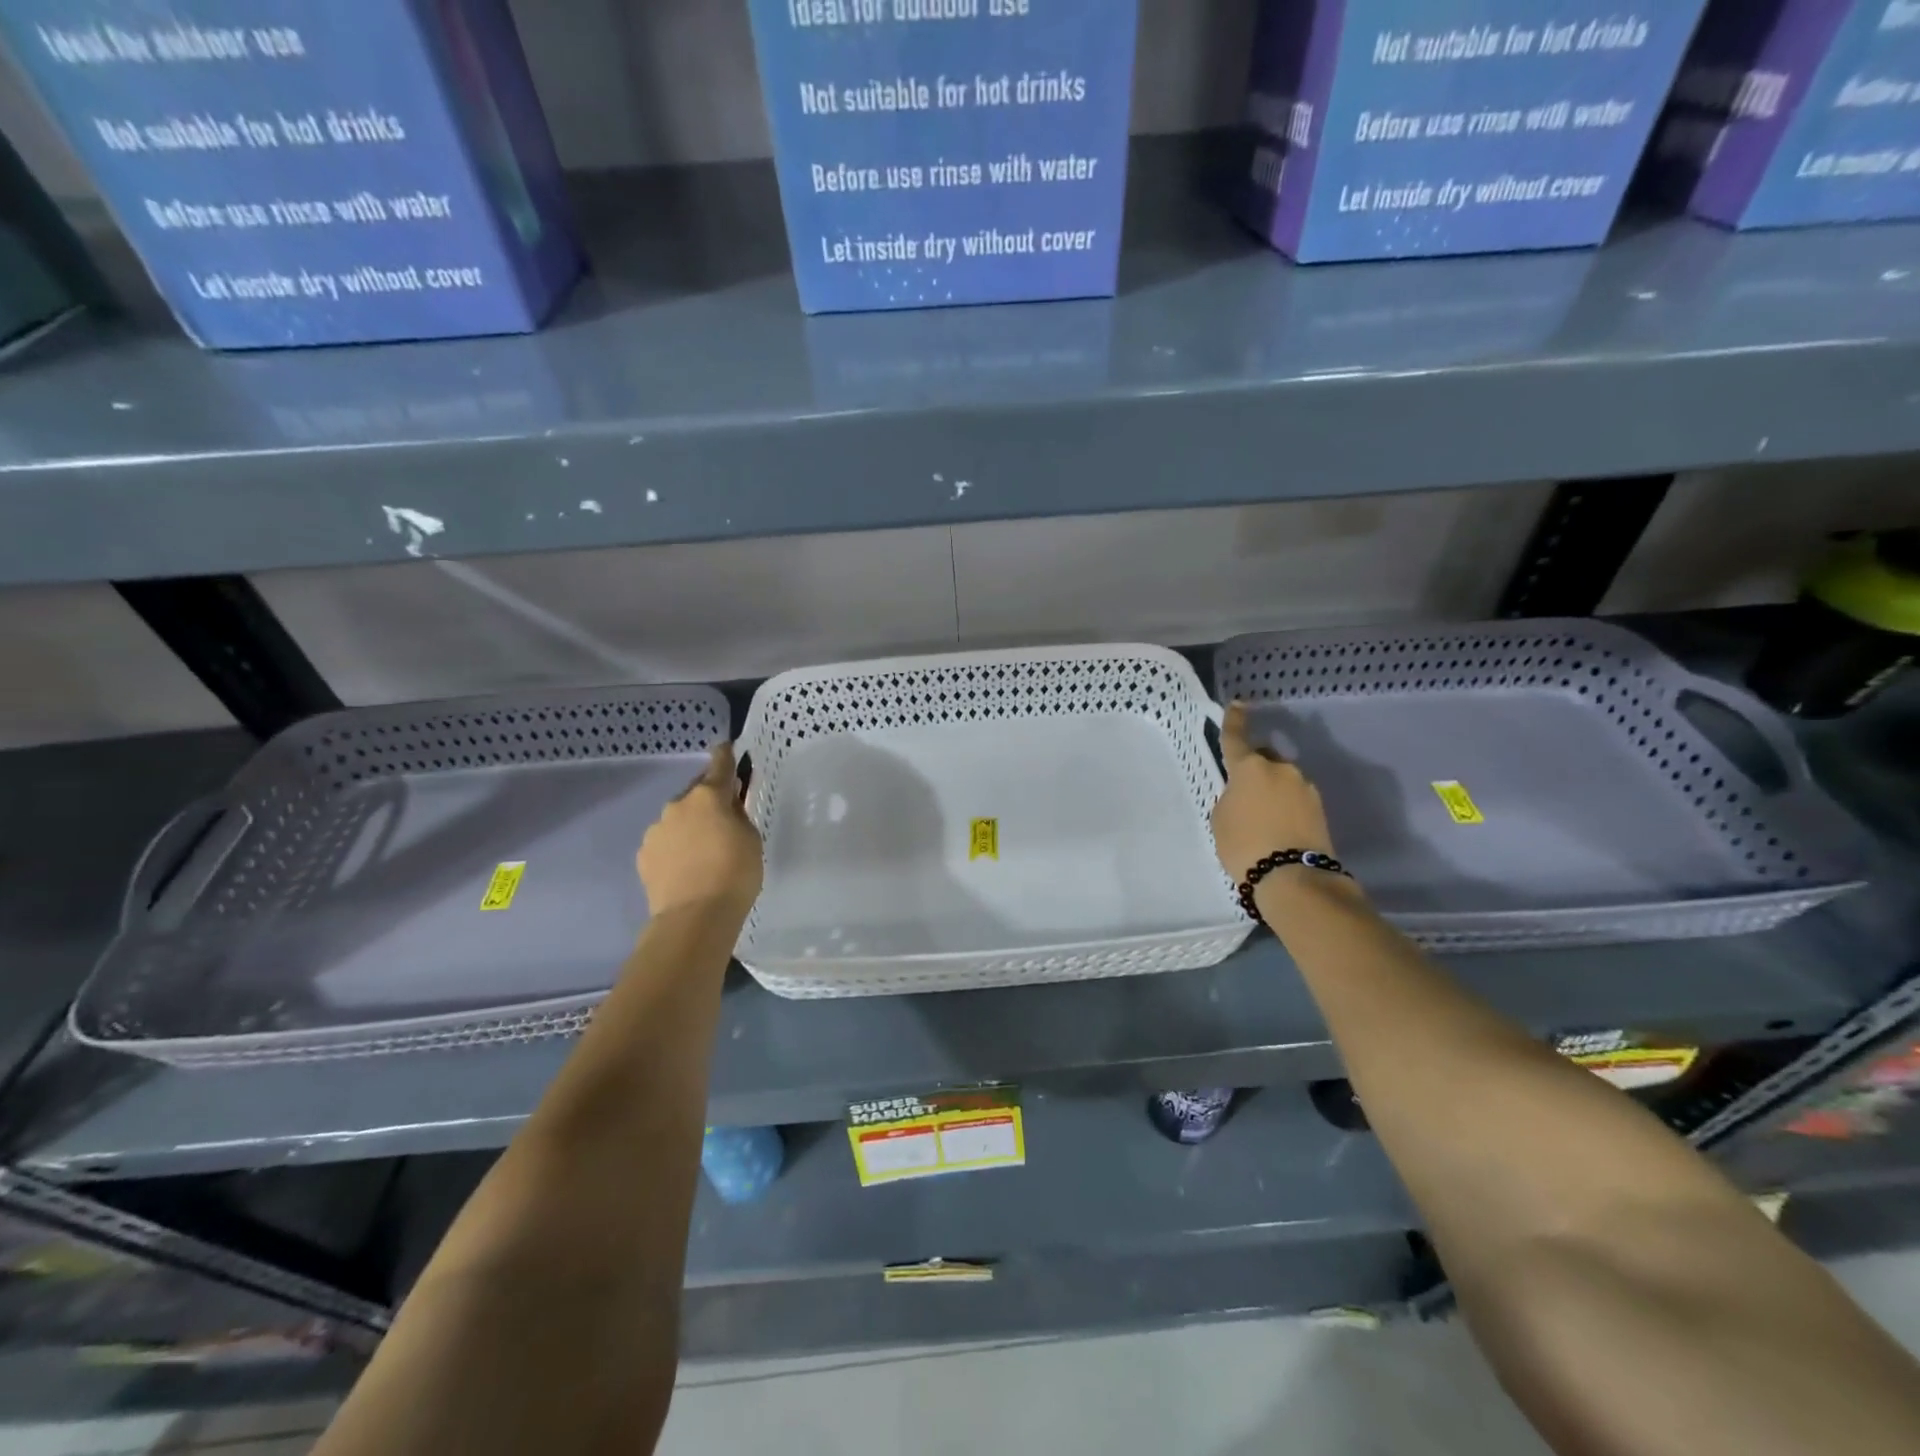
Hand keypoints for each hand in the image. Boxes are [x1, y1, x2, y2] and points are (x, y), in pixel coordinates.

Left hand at [637, 741, 763, 918]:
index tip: (726, 747)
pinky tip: (687, 868)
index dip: (725, 755)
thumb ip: (739, 816)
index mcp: (709, 796)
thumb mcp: (751, 839)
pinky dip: (676, 847)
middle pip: (697, 793)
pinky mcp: (644, 855)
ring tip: (704, 851)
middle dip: (709, 799)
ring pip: (678, 818)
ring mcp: (656, 830)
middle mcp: (678, 805)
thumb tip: (728, 807)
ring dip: (691, 825)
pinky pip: (665, 842)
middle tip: (724, 818)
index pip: (719, 765)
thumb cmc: (735, 874)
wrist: (694, 918)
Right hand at [1210, 702, 1337, 884]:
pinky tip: (1279, 828)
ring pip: (1283, 779)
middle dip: (1256, 769)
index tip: (1237, 705)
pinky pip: (1296, 798)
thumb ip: (1232, 796)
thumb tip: (1246, 792)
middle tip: (1244, 795)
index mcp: (1250, 767)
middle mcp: (1281, 768)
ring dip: (1273, 790)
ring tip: (1263, 818)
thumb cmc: (1244, 845)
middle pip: (1264, 759)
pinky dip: (1286, 806)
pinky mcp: (1320, 808)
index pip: (1237, 737)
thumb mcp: (1222, 818)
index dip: (1234, 720)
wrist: (1293, 877)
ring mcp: (1305, 787)